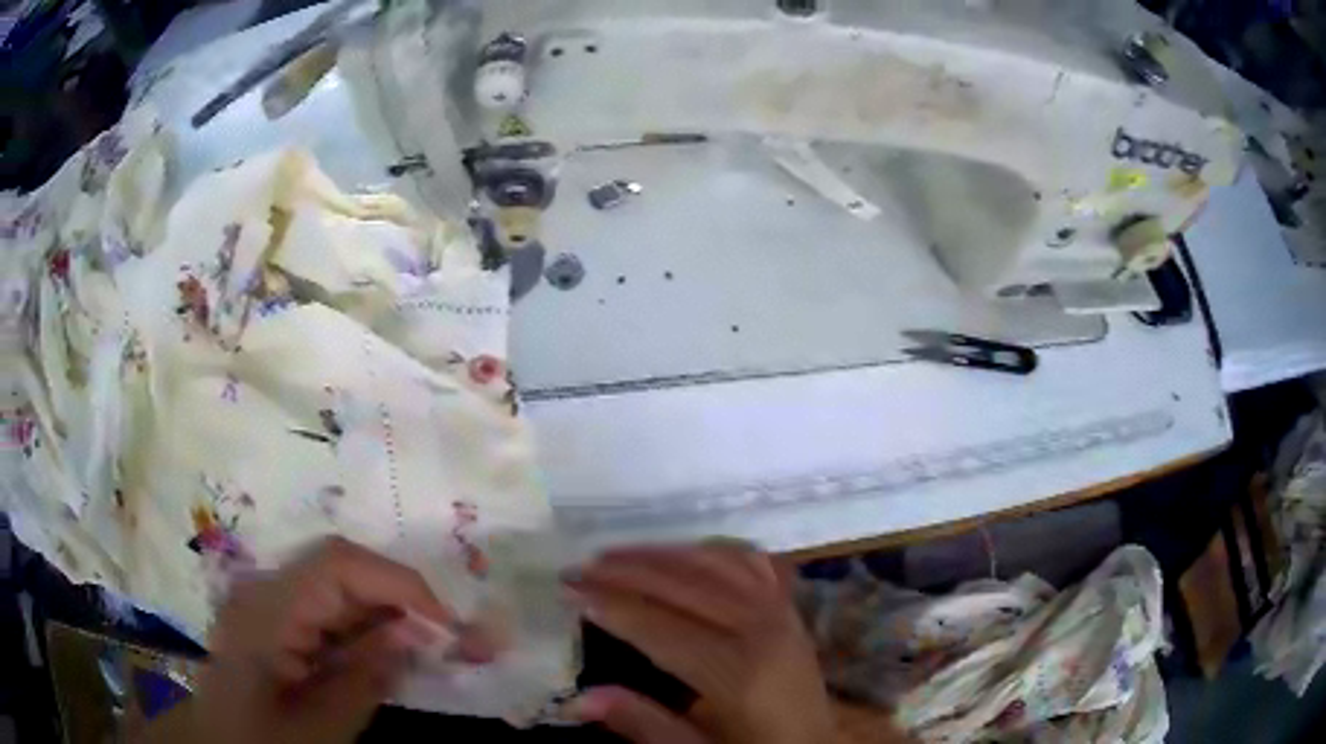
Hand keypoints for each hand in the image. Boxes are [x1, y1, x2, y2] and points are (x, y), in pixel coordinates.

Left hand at [147, 537, 466, 743]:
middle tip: (458, 638)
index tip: (450, 626)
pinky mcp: (275, 621)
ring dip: (389, 615)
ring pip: (340, 590)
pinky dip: (366, 631)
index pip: (339, 566)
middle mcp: (266, 591)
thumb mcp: (321, 726)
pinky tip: (392, 655)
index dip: (400, 585)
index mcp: (267, 609)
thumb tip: (417, 634)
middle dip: (403, 599)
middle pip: (343, 570)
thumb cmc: (263, 743)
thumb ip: (367, 676)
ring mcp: (268, 604)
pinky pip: (328, 613)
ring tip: (437, 649)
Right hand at [565, 543, 836, 743]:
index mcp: (739, 674)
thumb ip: (644, 725)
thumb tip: (579, 699)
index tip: (569, 589)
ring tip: (617, 555)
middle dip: (628, 571)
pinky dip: (713, 550)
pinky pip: (751, 564)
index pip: (662, 628)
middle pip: (686, 586)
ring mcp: (782, 613)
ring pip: (717, 565)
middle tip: (580, 567)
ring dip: (664, 555)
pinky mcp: (791, 609)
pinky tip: (684, 552)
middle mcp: (764, 631)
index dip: (612, 605)